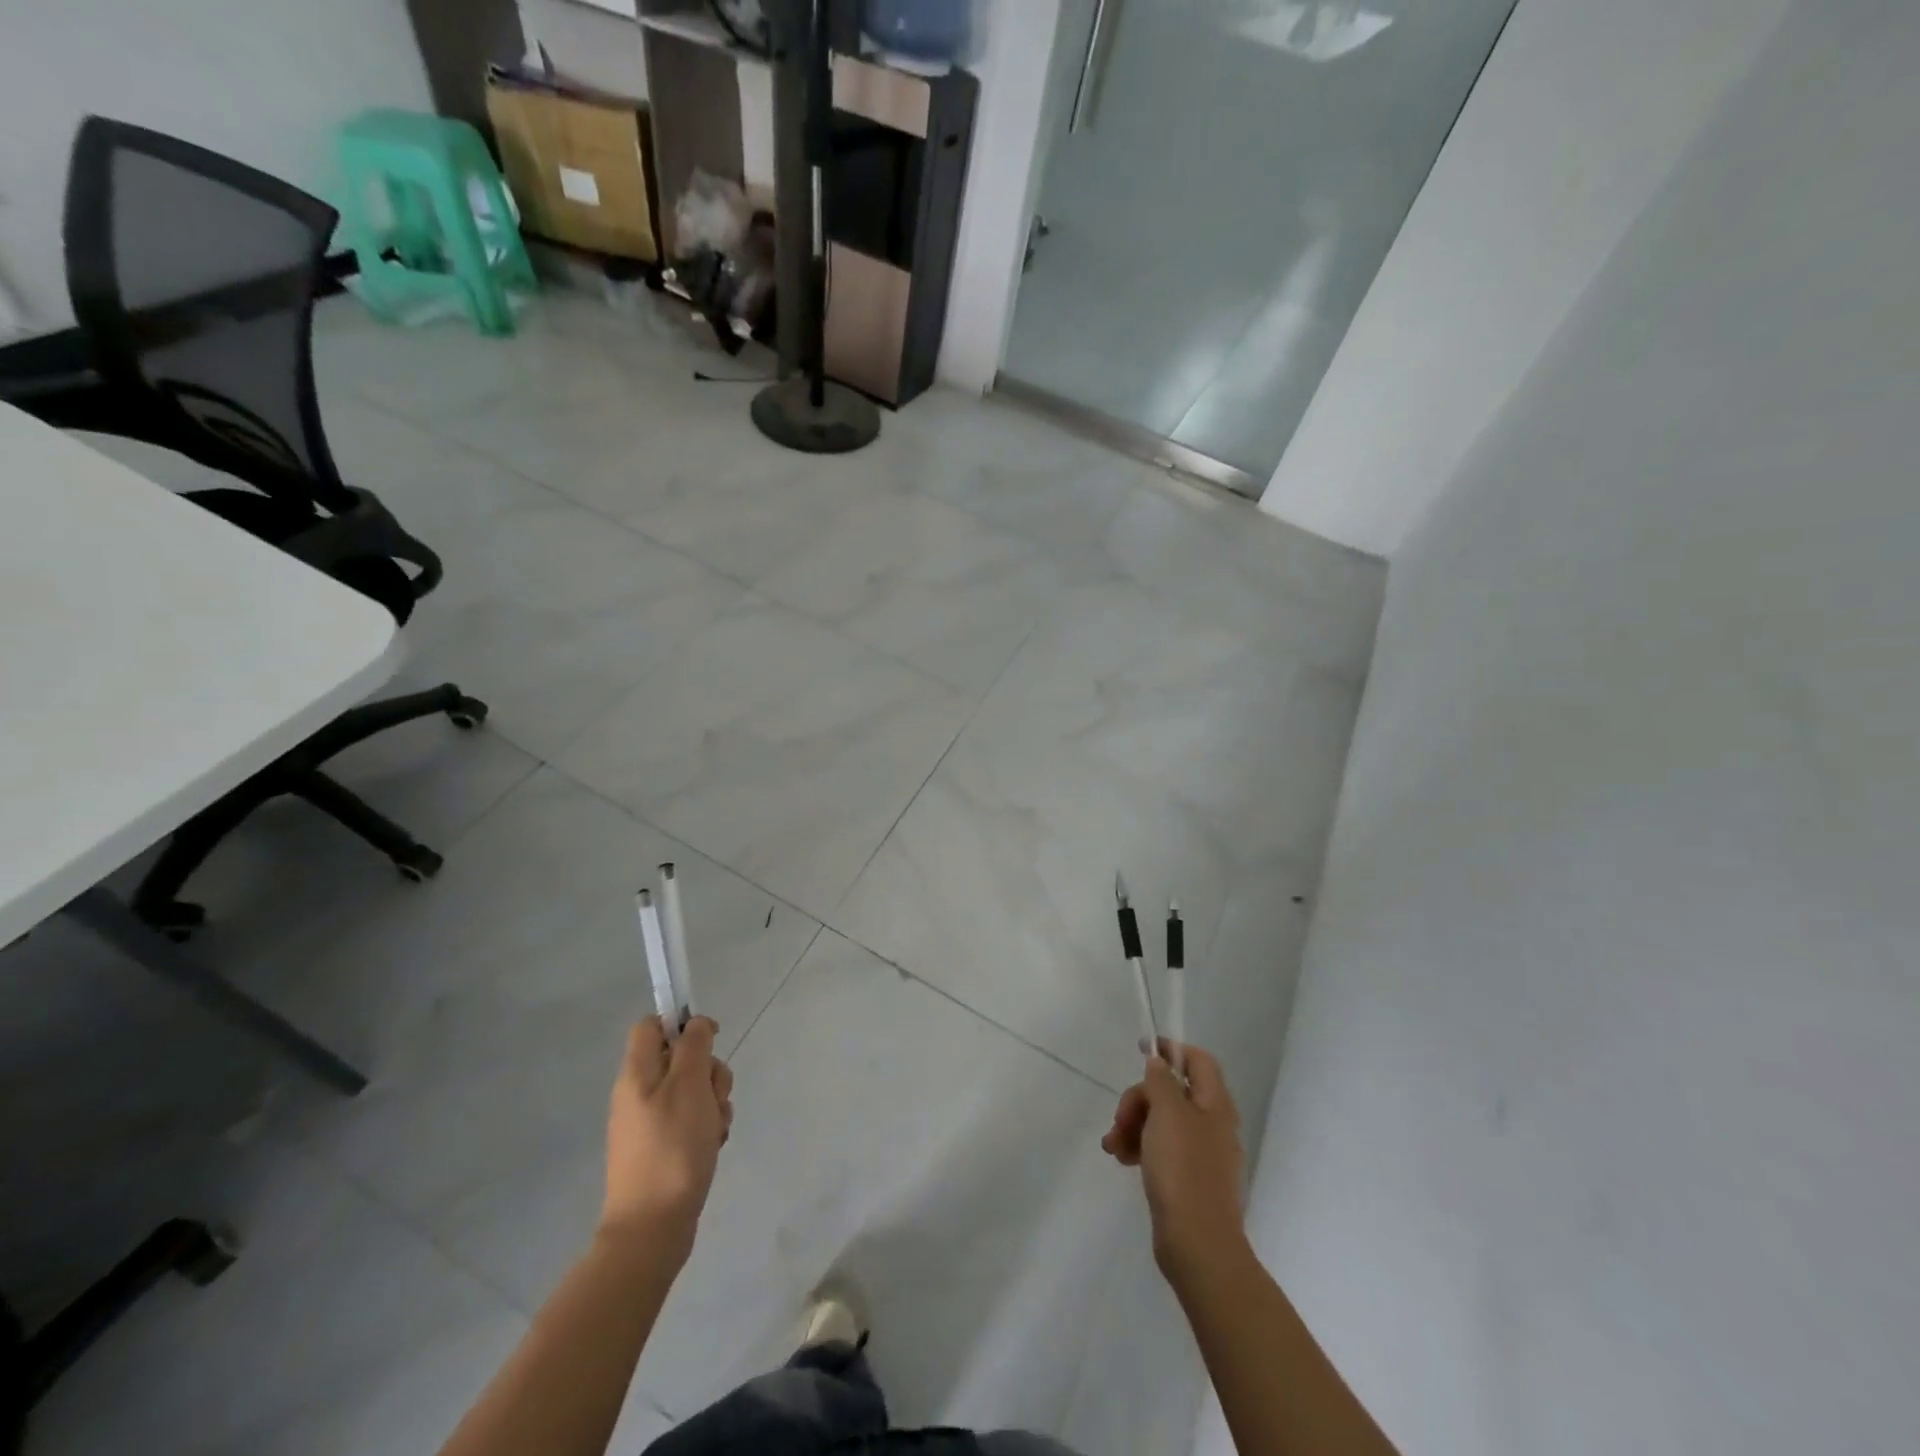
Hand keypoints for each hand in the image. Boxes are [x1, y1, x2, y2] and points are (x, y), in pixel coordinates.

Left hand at [602, 1016, 732, 1265]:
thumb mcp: (688, 1085)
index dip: (682, 1024)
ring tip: (714, 1129)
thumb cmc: (672, 1147)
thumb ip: (694, 1046)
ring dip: (713, 1102)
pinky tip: (712, 1146)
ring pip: (692, 1090)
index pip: (652, 1025)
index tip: (710, 1039)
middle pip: (681, 1058)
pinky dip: (706, 1128)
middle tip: (713, 1095)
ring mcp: (649, 1122)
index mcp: (637, 1073)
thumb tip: (694, 1024)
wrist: (652, 1228)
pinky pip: (691, 1121)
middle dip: (709, 1071)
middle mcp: (639, 1093)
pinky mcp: (662, 1148)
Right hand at [1101, 1040, 1246, 1280]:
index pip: (1198, 1060)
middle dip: (1140, 1098)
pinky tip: (1121, 1159)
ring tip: (1114, 1145)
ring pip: (1161, 1121)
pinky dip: (1140, 1147)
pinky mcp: (1188, 1179)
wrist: (1197, 1244)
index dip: (1172, 1049)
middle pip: (1172, 1091)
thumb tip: (1160, 1063)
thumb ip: (1161, 1081)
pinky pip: (1161, 1149)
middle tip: (1121, 1117)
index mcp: (1215, 1104)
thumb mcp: (1167, 1113)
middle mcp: (1212, 1124)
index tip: (1142, 1049)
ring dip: (1134, 1124)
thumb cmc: (1183, 1169)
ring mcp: (1201, 1154)